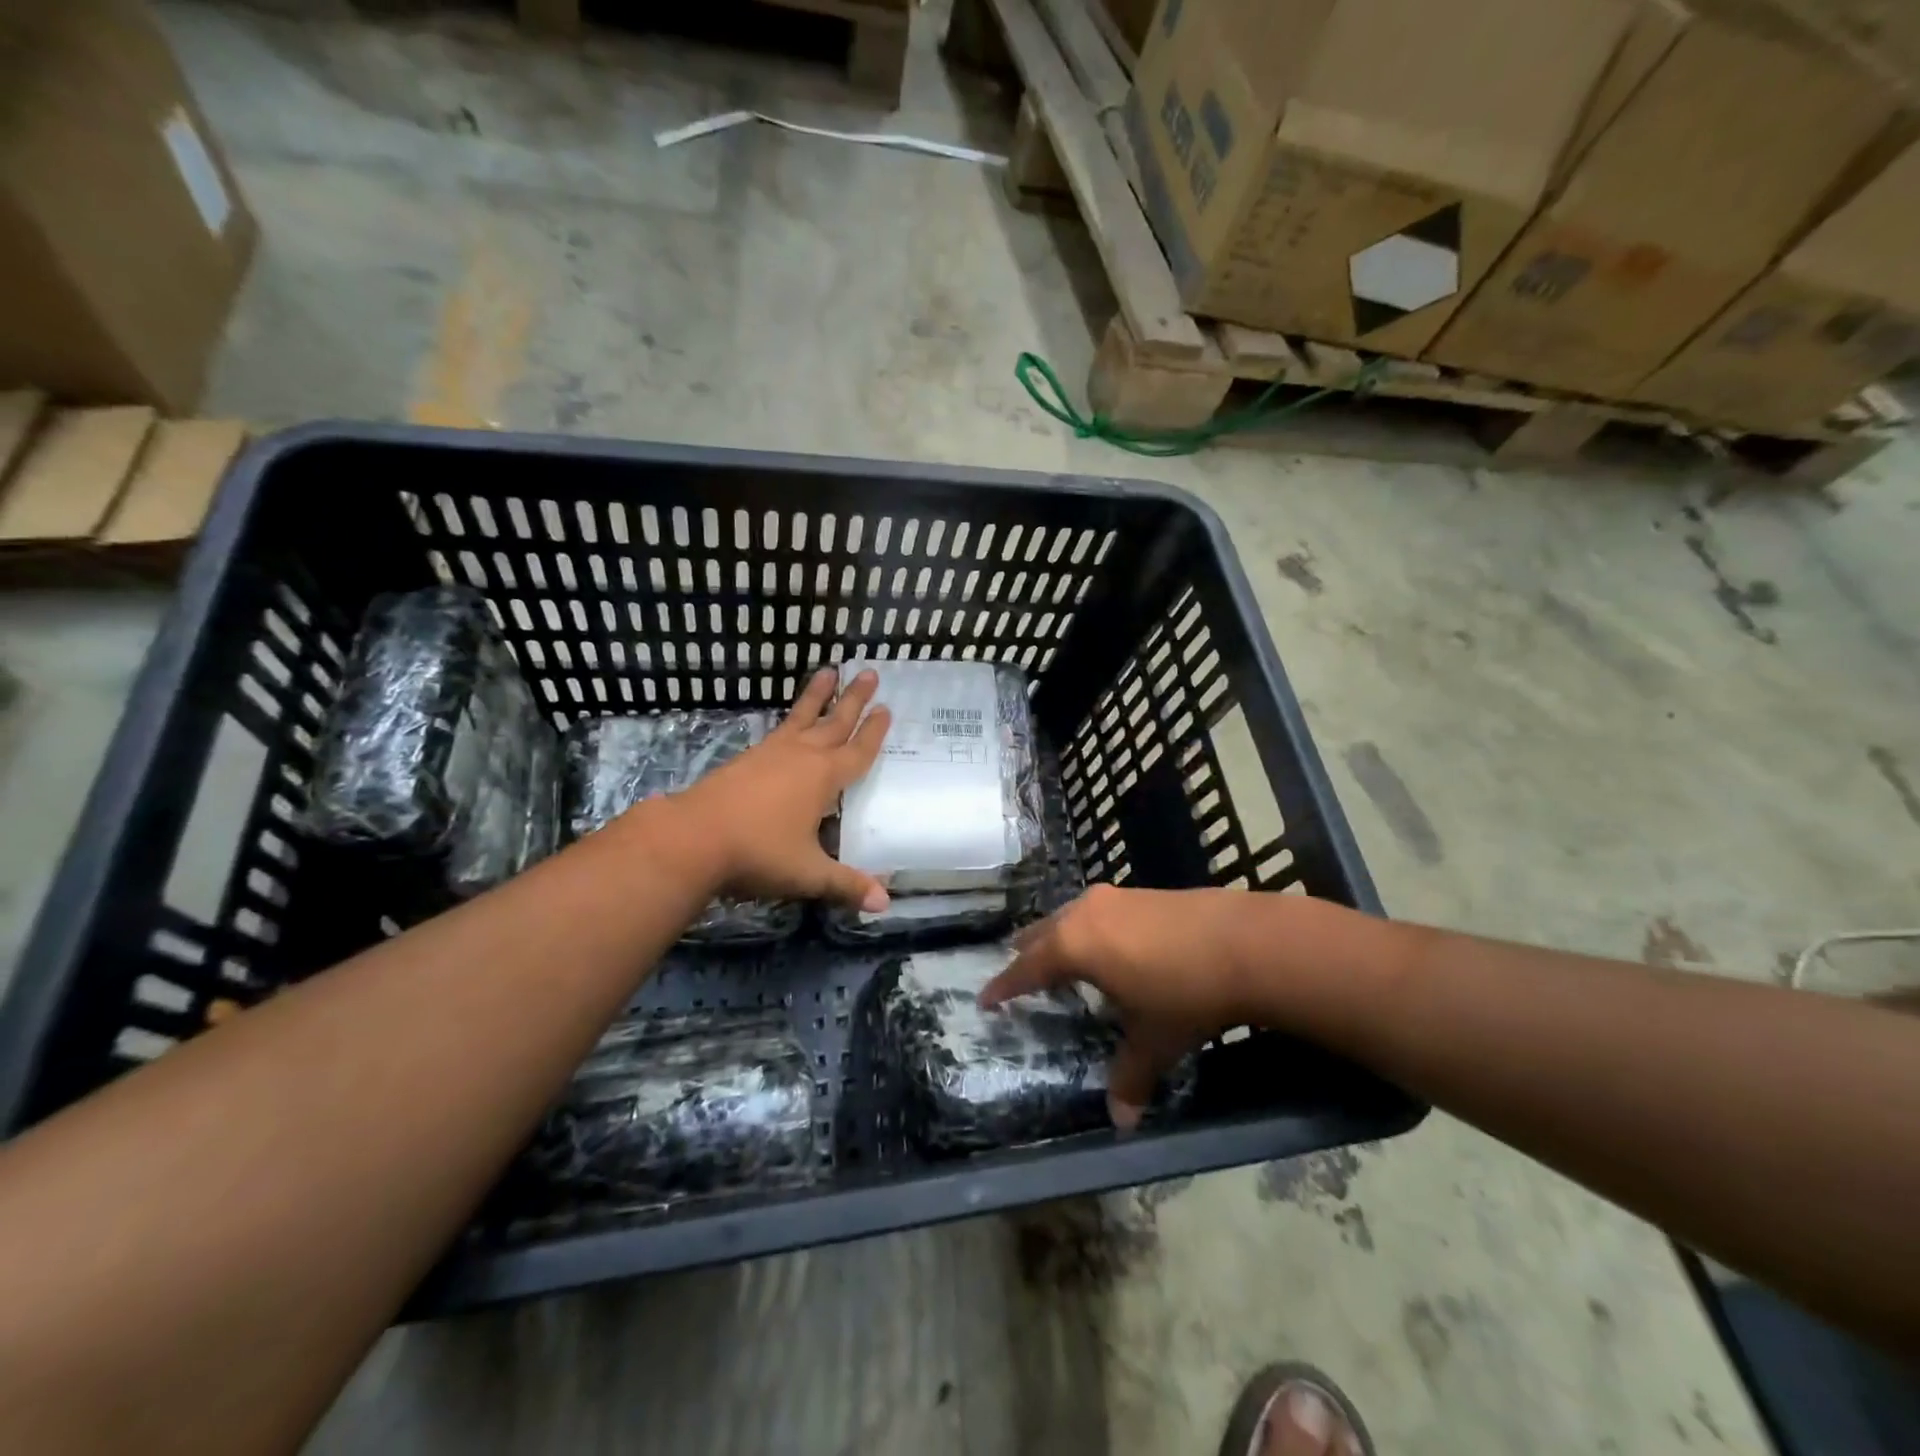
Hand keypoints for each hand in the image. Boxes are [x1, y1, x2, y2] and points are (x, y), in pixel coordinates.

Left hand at [671, 668, 890, 910]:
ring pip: (803, 717)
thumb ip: (846, 884)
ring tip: (829, 671)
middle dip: (854, 699)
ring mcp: (772, 753)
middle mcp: (802, 756)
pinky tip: (789, 721)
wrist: (693, 836)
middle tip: (869, 672)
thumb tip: (884, 904)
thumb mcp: (807, 873)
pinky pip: (779, 728)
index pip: (857, 751)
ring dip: (819, 696)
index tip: (886, 709)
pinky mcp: (747, 758)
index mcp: (824, 778)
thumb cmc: (758, 853)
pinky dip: (791, 717)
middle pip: (835, 722)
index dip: (874, 733)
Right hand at [979, 884, 1252, 1128]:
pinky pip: (1098, 912)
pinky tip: (1108, 946)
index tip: (984, 998)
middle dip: (1028, 954)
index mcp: (1075, 945)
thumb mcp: (1154, 1040)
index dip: (1004, 986)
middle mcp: (1086, 913)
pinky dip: (1089, 929)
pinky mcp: (1143, 892)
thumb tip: (1122, 1122)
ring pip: (1071, 916)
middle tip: (1017, 974)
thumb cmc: (1185, 993)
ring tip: (1059, 958)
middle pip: (1043, 932)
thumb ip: (1130, 1077)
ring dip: (1059, 937)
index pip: (1026, 968)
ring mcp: (1116, 897)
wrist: (1246, 942)